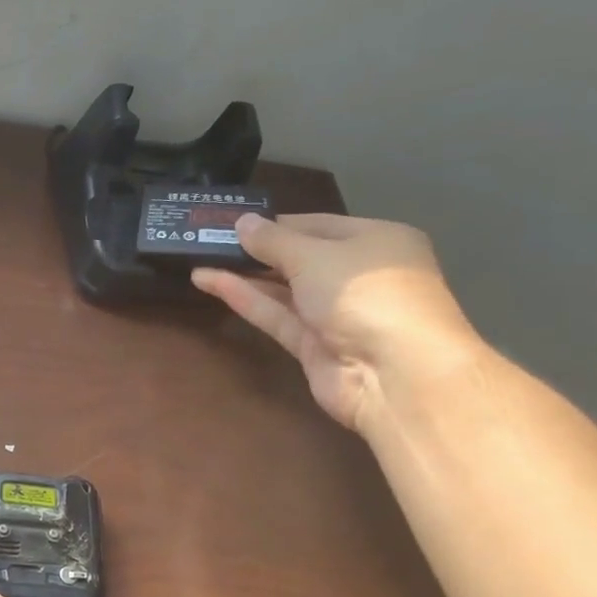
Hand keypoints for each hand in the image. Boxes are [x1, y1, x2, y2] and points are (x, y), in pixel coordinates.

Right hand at [192, 213, 481, 434]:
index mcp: (376, 241)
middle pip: (300, 258)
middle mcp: (359, 276)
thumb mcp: (315, 256)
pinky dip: (247, 299)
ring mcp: (337, 315)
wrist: (396, 375)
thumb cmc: (366, 294)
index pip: (319, 225)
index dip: (276, 223)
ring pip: (284, 290)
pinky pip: (277, 316)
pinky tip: (211, 282)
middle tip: (209, 240)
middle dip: (257, 250)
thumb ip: (273, 240)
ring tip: (199, 259)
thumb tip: (242, 222)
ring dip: (244, 275)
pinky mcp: (315, 347)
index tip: (234, 221)